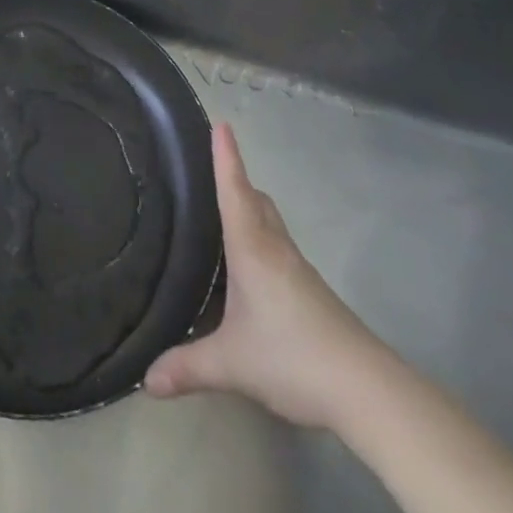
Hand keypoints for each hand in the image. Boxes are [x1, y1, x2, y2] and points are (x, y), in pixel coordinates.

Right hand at [144, 123, 390, 428]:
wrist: (367, 389)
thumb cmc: (293, 355)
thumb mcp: (232, 363)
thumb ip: (188, 366)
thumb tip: (145, 381)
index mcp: (252, 248)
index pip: (235, 190)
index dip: (226, 157)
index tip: (222, 123)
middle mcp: (275, 248)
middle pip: (257, 200)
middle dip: (237, 180)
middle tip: (210, 170)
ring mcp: (298, 270)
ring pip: (271, 224)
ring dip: (250, 210)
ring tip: (222, 214)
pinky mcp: (312, 293)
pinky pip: (279, 250)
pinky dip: (261, 241)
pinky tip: (249, 269)